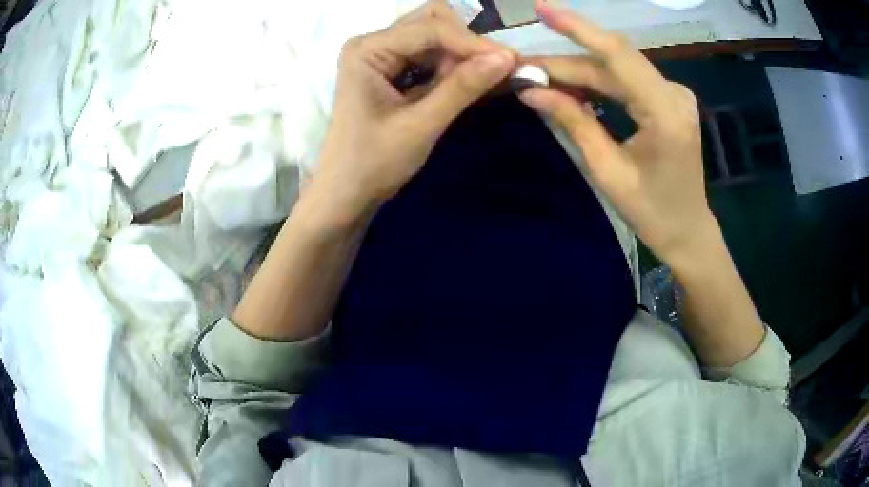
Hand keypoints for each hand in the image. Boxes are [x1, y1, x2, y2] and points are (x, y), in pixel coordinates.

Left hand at [310, 0, 515, 224]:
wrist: (346, 193)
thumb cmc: (373, 163)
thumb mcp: (421, 125)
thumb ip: (462, 88)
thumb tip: (507, 59)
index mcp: (368, 50)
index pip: (430, 29)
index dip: (473, 42)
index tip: (511, 62)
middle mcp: (373, 43)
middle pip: (432, 22)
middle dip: (466, 43)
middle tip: (493, 72)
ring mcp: (381, 55)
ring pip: (435, 36)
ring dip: (462, 55)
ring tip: (481, 83)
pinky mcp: (391, 70)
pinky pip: (431, 55)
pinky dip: (453, 66)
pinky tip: (467, 84)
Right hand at [518, 0, 716, 264]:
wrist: (688, 231)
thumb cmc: (652, 213)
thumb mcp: (608, 171)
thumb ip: (573, 121)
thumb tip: (530, 90)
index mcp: (666, 113)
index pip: (617, 55)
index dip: (578, 28)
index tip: (542, 8)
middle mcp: (674, 93)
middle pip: (611, 63)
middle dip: (564, 63)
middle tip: (521, 68)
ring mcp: (673, 94)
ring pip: (616, 70)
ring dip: (576, 72)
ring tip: (536, 77)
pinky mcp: (667, 99)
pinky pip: (625, 82)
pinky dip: (595, 82)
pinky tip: (568, 86)